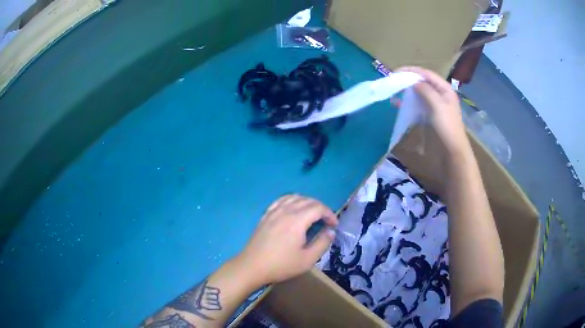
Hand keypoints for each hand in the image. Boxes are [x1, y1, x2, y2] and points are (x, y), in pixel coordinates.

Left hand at [236, 195, 337, 285]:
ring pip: (294, 197)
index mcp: (297, 220)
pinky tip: (293, 208)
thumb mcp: (307, 259)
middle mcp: (285, 211)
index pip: (318, 208)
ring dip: (307, 202)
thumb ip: (322, 243)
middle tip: (326, 220)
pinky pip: (281, 200)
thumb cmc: (281, 265)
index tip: (334, 225)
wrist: (252, 266)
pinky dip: (292, 200)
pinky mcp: (265, 215)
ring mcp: (273, 212)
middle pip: (307, 200)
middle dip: (321, 208)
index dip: (329, 214)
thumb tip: (331, 231)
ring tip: (313, 214)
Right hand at [397, 66, 467, 153]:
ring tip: (395, 92)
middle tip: (394, 81)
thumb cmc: (447, 126)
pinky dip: (409, 102)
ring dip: (407, 92)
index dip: (412, 71)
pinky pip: (418, 104)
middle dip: (408, 80)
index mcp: (445, 89)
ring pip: (419, 93)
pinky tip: (399, 104)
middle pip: (422, 82)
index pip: (426, 74)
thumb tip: (413, 82)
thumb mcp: (438, 105)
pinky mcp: (430, 115)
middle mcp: (440, 94)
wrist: (452, 150)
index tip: (396, 72)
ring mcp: (435, 105)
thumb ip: (426, 91)